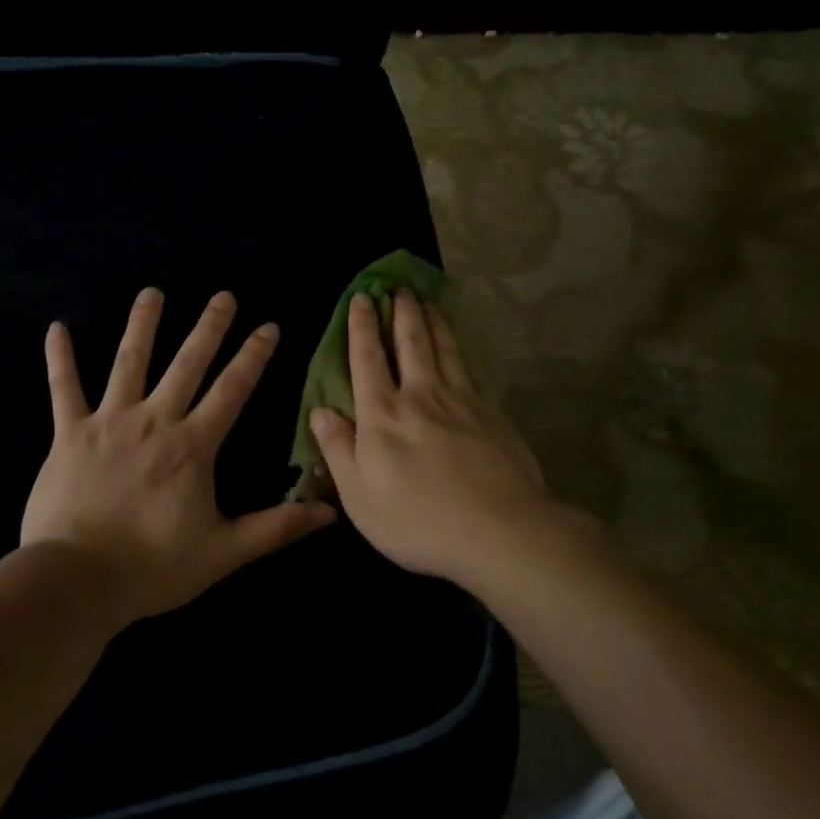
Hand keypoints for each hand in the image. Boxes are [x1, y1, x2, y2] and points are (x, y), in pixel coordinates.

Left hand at [21, 288, 335, 622]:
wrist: (77, 579)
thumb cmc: (153, 566)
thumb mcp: (225, 551)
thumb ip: (276, 528)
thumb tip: (330, 512)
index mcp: (192, 446)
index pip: (231, 390)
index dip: (253, 357)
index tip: (268, 326)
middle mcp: (154, 421)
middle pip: (186, 364)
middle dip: (208, 327)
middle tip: (223, 295)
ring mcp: (108, 422)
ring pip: (128, 362)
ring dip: (142, 325)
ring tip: (152, 293)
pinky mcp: (69, 434)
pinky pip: (64, 389)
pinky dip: (60, 358)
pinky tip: (57, 328)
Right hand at [311, 291, 556, 588]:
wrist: (499, 530)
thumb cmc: (417, 521)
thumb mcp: (359, 496)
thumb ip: (338, 449)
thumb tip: (320, 410)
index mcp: (382, 416)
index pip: (367, 360)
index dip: (361, 327)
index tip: (361, 299)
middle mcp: (420, 396)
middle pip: (410, 343)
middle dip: (401, 312)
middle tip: (398, 287)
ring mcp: (461, 401)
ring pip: (444, 349)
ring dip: (433, 321)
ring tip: (427, 300)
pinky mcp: (491, 413)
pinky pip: (469, 369)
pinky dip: (459, 348)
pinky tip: (459, 347)